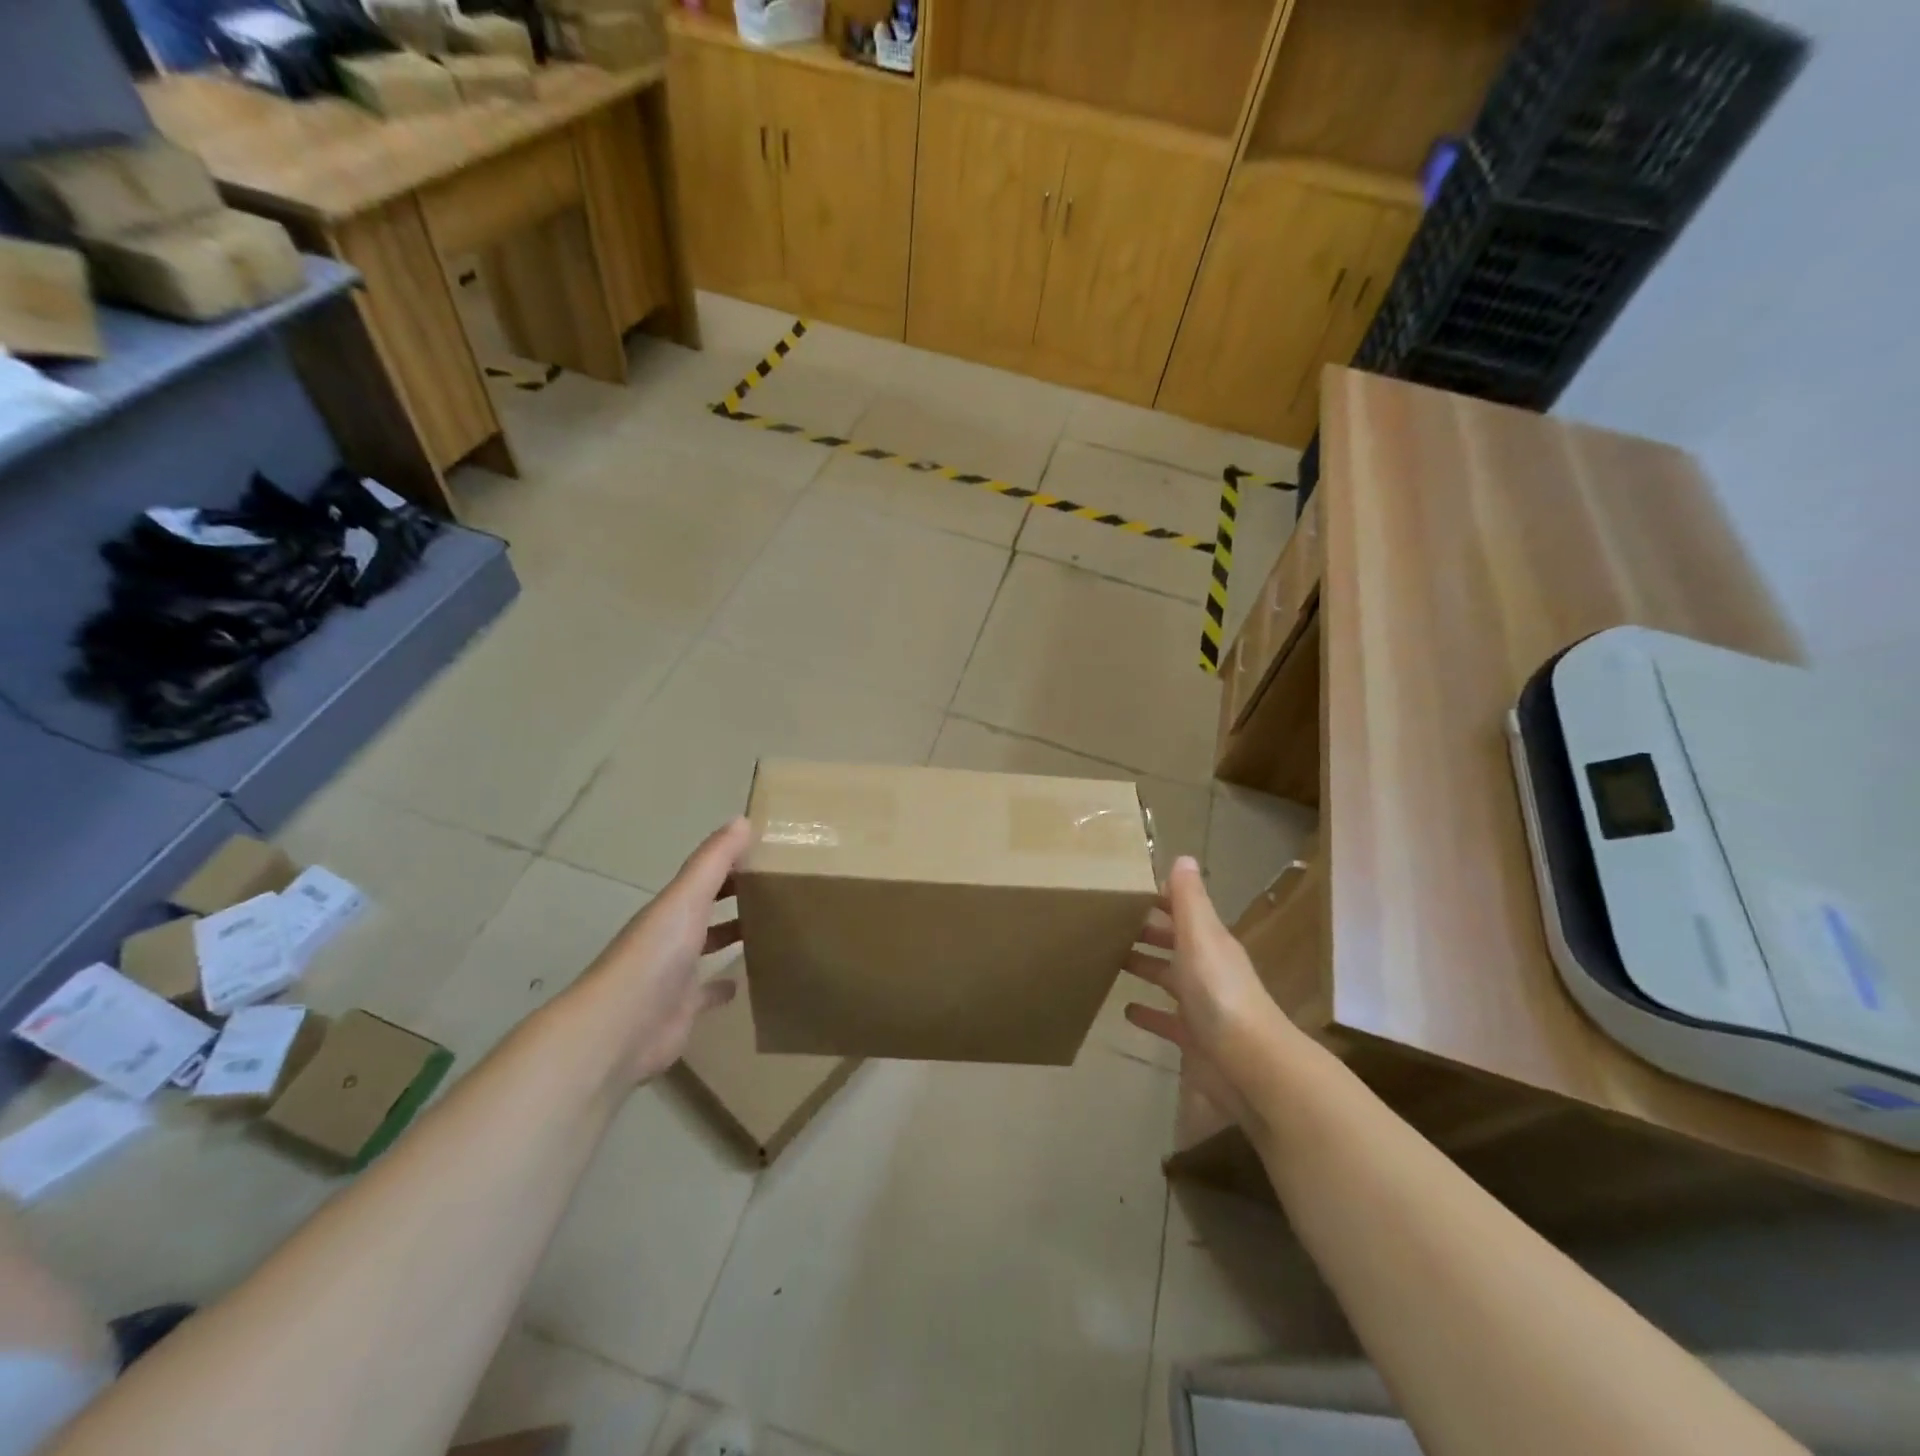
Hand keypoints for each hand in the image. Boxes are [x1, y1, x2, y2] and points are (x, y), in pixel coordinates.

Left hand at [578, 817, 752, 1084]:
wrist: (620, 1028)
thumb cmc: (655, 955)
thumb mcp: (686, 898)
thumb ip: (714, 860)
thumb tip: (743, 819)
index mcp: (671, 909)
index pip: (705, 878)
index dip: (732, 865)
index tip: (768, 856)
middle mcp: (671, 938)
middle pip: (706, 911)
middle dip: (734, 899)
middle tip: (777, 891)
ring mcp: (675, 976)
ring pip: (708, 949)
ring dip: (730, 938)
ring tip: (770, 930)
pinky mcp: (682, 1011)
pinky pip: (707, 994)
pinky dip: (722, 987)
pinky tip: (744, 983)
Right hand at [1122, 855, 1300, 1133]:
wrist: (1249, 1063)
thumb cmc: (1219, 992)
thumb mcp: (1201, 936)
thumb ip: (1189, 900)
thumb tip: (1183, 857)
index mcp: (1209, 941)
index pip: (1182, 910)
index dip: (1158, 898)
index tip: (1125, 889)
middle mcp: (1206, 968)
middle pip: (1173, 942)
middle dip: (1146, 930)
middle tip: (1108, 922)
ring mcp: (1200, 1004)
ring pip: (1168, 977)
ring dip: (1145, 966)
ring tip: (1111, 959)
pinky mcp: (1193, 1037)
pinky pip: (1165, 1019)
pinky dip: (1148, 1013)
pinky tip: (1126, 1010)